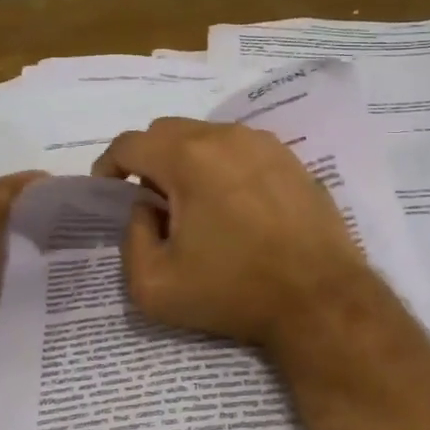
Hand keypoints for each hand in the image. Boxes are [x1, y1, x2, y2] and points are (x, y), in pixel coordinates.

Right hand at [92, 118, 374, 350]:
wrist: (320, 298)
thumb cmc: (234, 291)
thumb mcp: (155, 285)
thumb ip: (131, 240)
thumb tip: (146, 210)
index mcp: (188, 158)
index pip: (130, 143)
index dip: (109, 165)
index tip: (110, 192)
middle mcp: (225, 136)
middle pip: (167, 132)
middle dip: (148, 160)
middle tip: (153, 203)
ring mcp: (263, 143)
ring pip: (206, 136)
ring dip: (187, 161)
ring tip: (197, 207)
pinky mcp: (290, 158)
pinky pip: (241, 149)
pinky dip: (224, 166)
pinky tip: (235, 206)